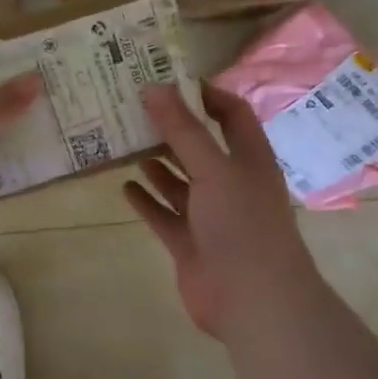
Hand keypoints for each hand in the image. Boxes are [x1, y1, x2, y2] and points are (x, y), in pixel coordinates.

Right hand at [125, 84, 322, 338]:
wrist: (253, 299)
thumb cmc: (242, 224)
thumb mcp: (214, 168)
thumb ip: (183, 130)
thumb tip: (154, 87)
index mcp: (248, 159)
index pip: (231, 114)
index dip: (206, 95)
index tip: (169, 79)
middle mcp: (231, 183)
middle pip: (200, 146)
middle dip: (171, 128)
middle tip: (133, 107)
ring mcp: (210, 216)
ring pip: (180, 182)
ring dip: (157, 164)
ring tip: (124, 142)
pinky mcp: (190, 243)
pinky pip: (165, 215)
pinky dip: (147, 201)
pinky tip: (124, 187)